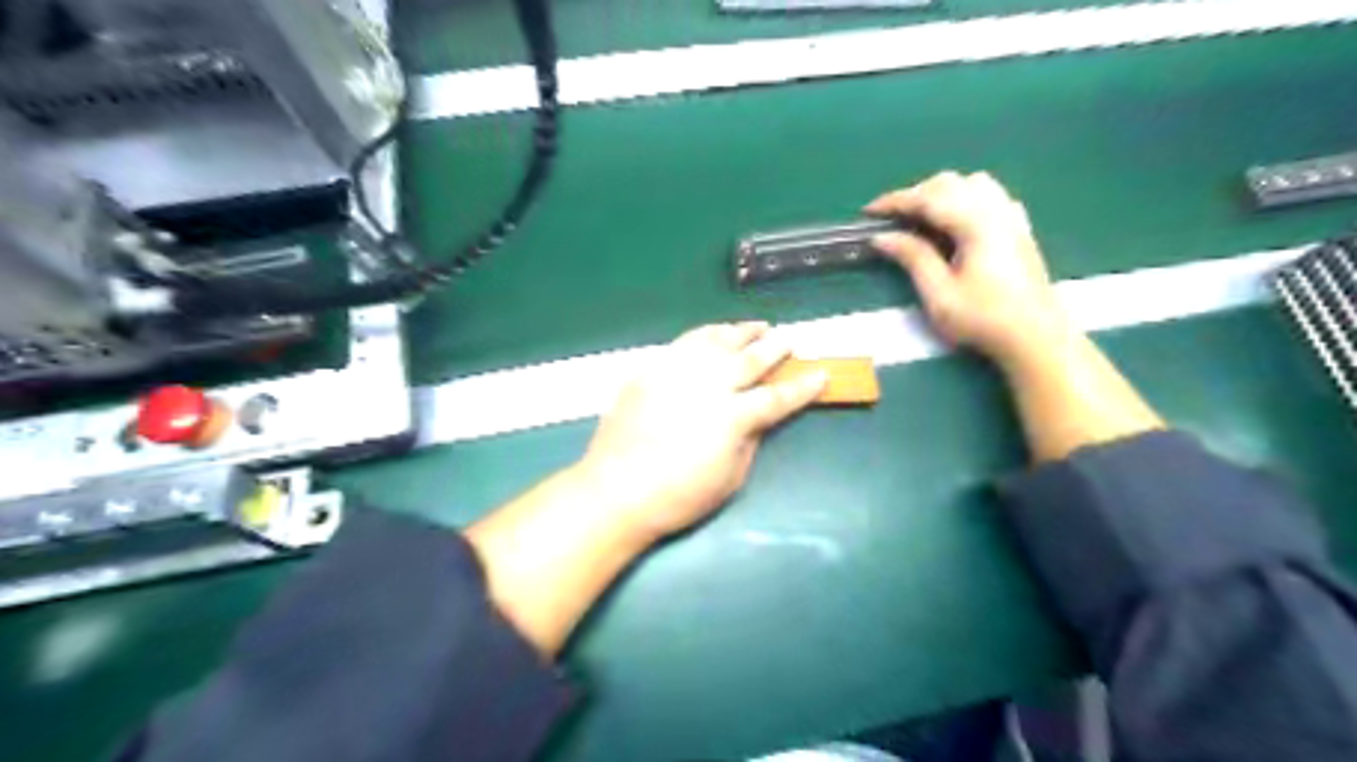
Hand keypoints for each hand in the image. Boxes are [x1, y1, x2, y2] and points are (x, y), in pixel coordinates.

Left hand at [576, 325, 819, 544]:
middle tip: (789, 339)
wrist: (615, 491)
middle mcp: (708, 385)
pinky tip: (713, 335)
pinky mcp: (651, 369)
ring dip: (740, 332)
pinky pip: (684, 343)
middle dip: (774, 348)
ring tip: (756, 327)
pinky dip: (705, 335)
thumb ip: (749, 442)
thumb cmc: (678, 497)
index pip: (776, 396)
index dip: (802, 387)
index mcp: (732, 417)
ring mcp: (676, 372)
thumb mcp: (729, 479)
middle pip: (749, 359)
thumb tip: (756, 418)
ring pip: (716, 341)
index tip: (820, 374)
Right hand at [869, 171, 1070, 366]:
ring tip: (921, 218)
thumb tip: (882, 236)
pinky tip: (955, 222)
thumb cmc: (983, 318)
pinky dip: (964, 198)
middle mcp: (995, 209)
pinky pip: (989, 195)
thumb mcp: (939, 294)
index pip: (927, 198)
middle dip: (915, 195)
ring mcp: (1011, 216)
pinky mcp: (1019, 227)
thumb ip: (912, 257)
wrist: (1036, 336)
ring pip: (971, 183)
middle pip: (949, 183)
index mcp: (975, 223)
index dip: (894, 201)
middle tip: (891, 220)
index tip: (868, 212)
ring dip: (941, 193)